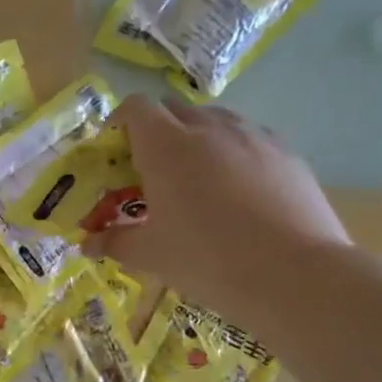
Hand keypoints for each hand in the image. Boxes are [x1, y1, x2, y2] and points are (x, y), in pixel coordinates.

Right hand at [86, 96, 349, 325]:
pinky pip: (249, 139)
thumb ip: (114, 242)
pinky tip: (237, 192)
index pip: (136, 107)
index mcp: (166, 146)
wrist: (293, 273)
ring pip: (215, 120)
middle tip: (150, 169)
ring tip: (195, 178)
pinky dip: (233, 153)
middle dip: (156, 130)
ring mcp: (252, 137)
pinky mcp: (286, 153)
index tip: (114, 148)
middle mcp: (208, 129)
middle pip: (174, 108)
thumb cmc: (206, 259)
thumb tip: (87, 245)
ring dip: (196, 138)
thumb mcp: (150, 255)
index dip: (120, 120)